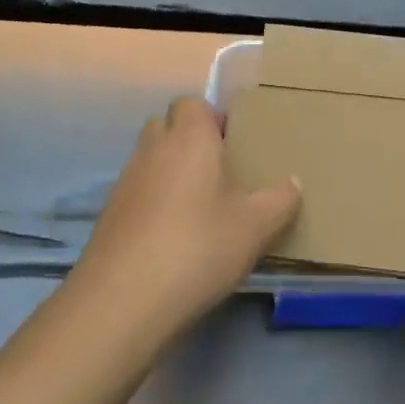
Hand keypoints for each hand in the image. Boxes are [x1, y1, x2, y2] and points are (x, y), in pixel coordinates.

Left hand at [70, 96, 301, 338]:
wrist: (122, 300)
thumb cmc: (197, 248)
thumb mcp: (255, 228)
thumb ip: (280, 201)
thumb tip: (294, 183)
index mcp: (189, 138)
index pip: (192, 103)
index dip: (212, 118)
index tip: (234, 145)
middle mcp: (153, 148)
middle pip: (167, 125)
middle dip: (189, 141)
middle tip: (219, 172)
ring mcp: (126, 181)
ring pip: (150, 158)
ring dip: (170, 172)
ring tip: (199, 207)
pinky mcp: (109, 214)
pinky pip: (137, 191)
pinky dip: (153, 202)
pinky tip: (172, 236)